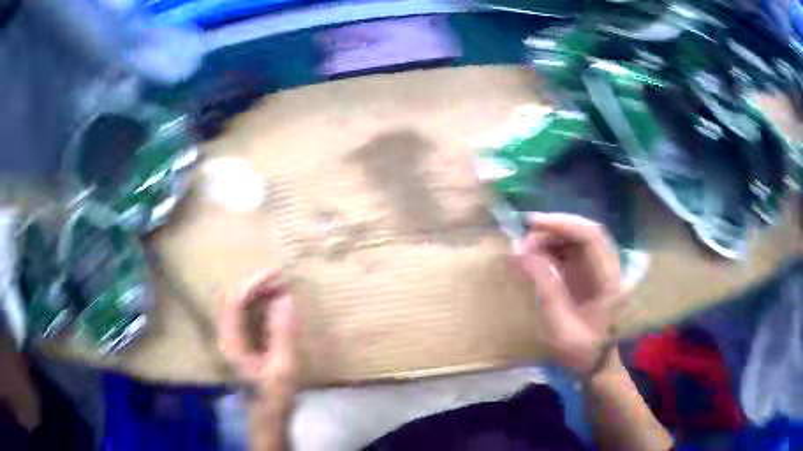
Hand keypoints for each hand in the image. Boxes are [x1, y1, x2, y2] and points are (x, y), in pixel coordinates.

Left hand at [220, 270, 299, 411]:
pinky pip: (250, 315)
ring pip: (243, 307)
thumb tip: (285, 298)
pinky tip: (279, 304)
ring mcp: (236, 339)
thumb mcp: (283, 364)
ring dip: (261, 294)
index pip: (235, 303)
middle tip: (282, 279)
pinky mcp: (246, 341)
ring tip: (283, 287)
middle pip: (237, 301)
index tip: (275, 274)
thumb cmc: (276, 391)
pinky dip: (264, 305)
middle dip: (258, 287)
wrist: (271, 411)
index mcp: (232, 342)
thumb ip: (282, 332)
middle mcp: (229, 336)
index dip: (252, 285)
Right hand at [513, 213, 624, 375]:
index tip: (531, 223)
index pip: (591, 237)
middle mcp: (610, 268)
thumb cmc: (581, 352)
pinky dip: (552, 250)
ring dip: (551, 239)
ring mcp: (601, 269)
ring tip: (525, 251)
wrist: (596, 364)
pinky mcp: (591, 274)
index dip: (562, 224)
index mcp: (610, 280)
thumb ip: (545, 288)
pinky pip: (572, 252)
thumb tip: (522, 254)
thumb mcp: (560, 326)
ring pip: (577, 240)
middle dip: (553, 229)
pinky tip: (535, 259)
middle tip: (523, 239)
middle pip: (585, 233)